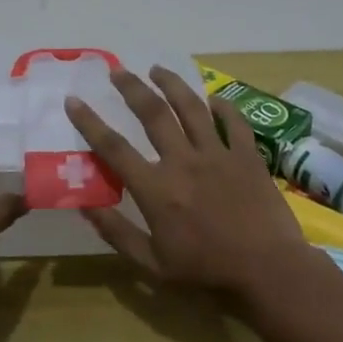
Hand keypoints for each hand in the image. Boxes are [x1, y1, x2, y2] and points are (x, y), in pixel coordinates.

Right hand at [63, 66, 313, 310]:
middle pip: (153, 114)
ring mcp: (218, 154)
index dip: (90, 122)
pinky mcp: (247, 155)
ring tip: (157, 69)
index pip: (113, 148)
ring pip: (191, 107)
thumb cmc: (207, 272)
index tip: (74, 100)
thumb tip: (84, 207)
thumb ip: (117, 233)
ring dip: (172, 84)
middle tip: (117, 70)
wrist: (268, 271)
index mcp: (156, 189)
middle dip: (131, 88)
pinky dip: (223, 106)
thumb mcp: (152, 264)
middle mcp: (183, 161)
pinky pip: (233, 121)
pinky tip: (213, 98)